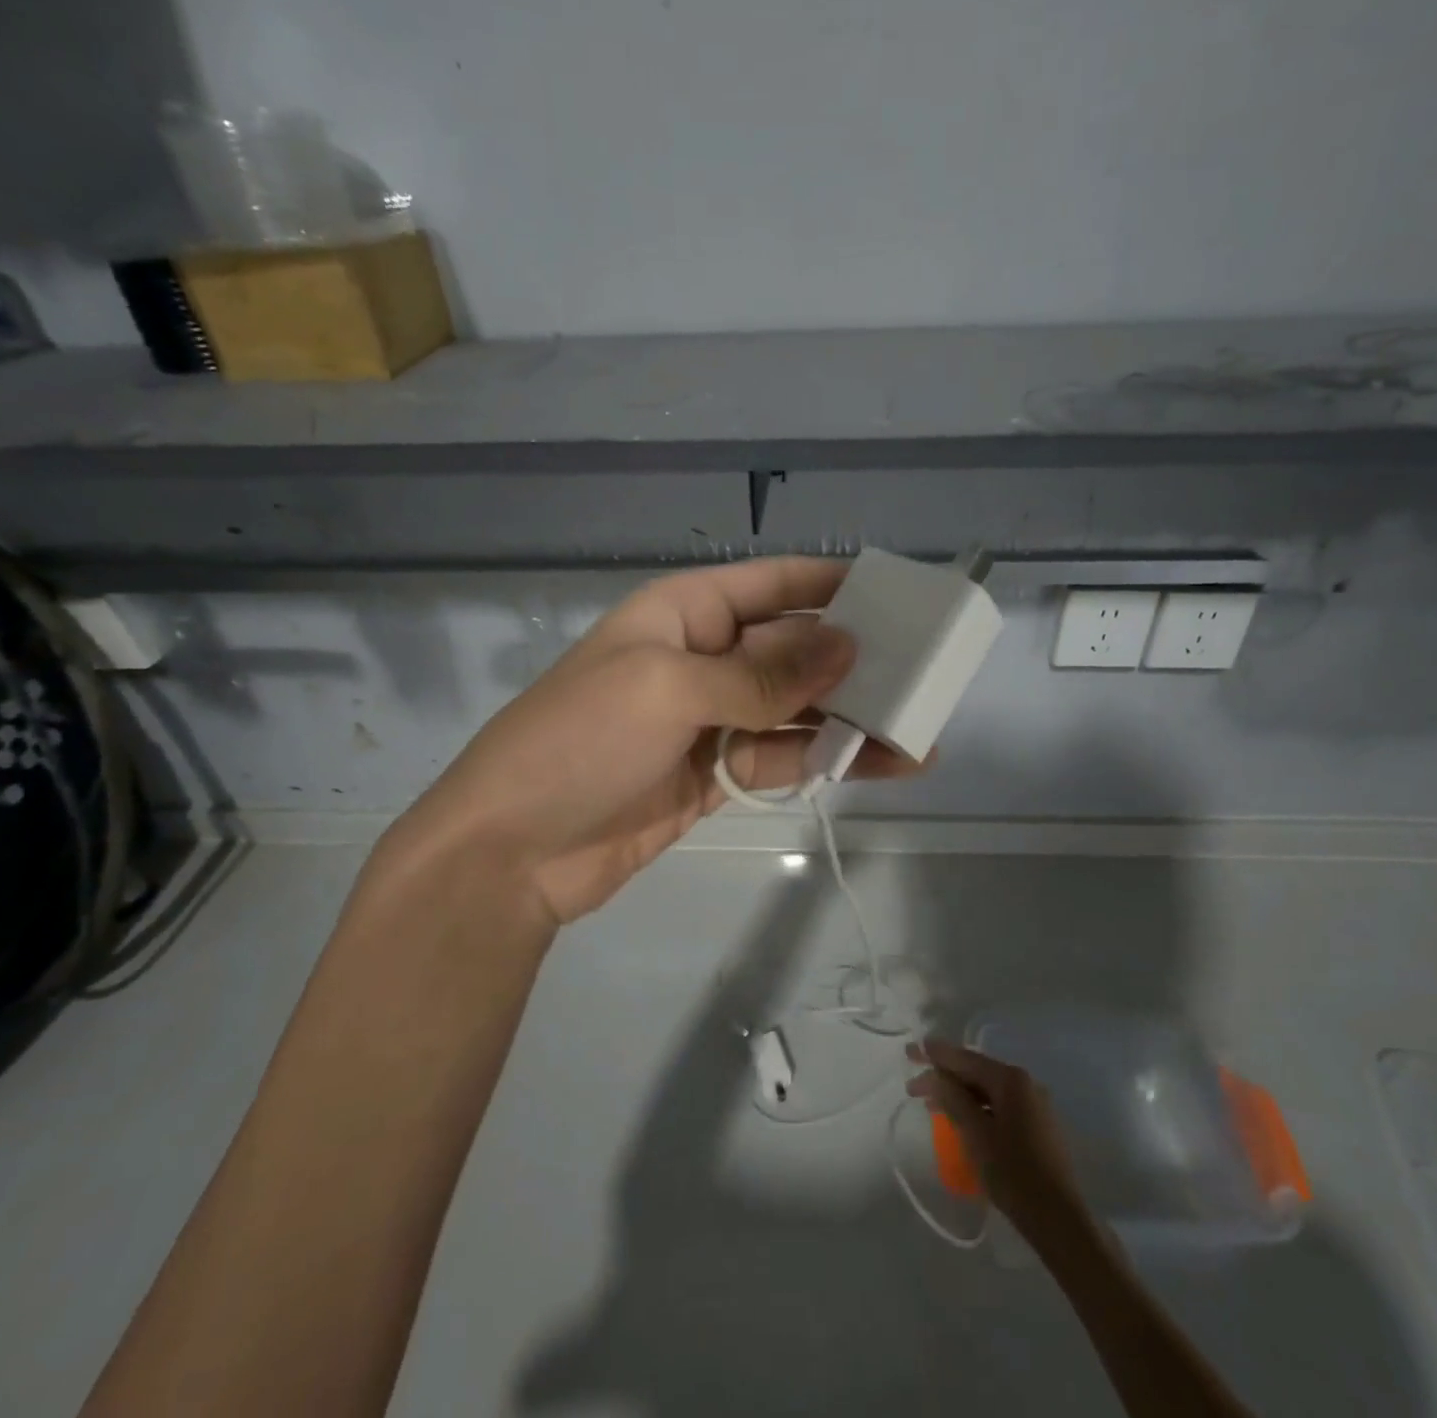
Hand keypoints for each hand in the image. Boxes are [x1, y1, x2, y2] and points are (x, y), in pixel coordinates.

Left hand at [374, 556, 919, 927]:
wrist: (512, 852)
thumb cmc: (580, 742)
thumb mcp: (670, 687)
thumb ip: (763, 673)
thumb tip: (849, 646)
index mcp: (683, 613)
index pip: (772, 584)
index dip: (833, 585)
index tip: (899, 596)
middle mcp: (702, 658)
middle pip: (793, 648)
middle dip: (854, 659)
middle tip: (924, 674)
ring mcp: (711, 720)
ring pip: (796, 709)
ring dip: (851, 718)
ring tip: (918, 732)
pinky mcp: (717, 775)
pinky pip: (782, 757)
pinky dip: (825, 760)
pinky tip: (879, 765)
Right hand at [908, 1039, 1097, 1247]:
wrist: (1059, 1220)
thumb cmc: (1014, 1173)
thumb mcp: (975, 1133)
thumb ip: (952, 1098)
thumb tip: (933, 1074)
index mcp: (1011, 1079)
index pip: (965, 1059)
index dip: (935, 1054)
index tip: (910, 1050)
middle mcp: (1025, 1084)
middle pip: (976, 1072)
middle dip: (944, 1076)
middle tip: (914, 1084)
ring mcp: (1034, 1105)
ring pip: (987, 1090)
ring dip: (958, 1094)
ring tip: (931, 1103)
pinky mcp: (1036, 1126)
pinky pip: (999, 1106)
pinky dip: (976, 1108)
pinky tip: (960, 1119)